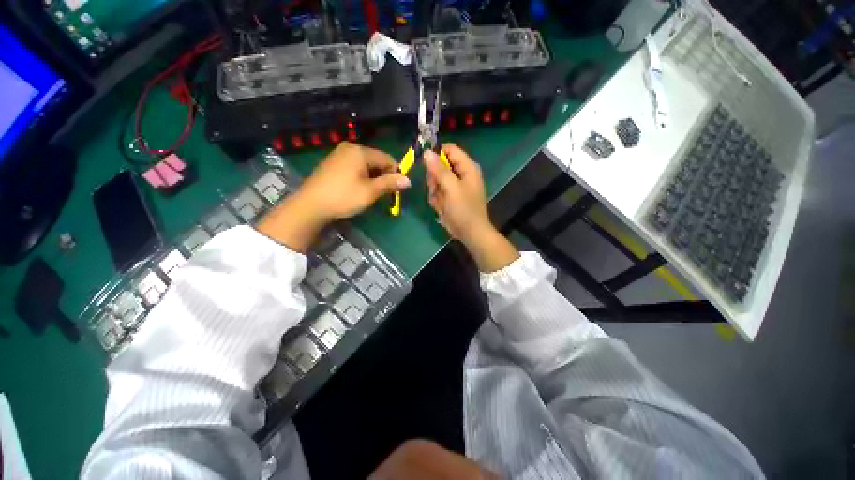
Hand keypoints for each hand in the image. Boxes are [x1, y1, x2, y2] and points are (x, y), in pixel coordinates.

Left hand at [258, 142, 410, 250]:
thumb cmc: (344, 197)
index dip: (395, 173)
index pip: (387, 158)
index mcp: (360, 151)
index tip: (397, 189)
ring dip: (373, 177)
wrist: (311, 205)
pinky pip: (354, 166)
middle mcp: (350, 148)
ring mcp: (339, 154)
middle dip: (383, 175)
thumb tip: (408, 180)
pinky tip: (358, 188)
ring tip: (372, 192)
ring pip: (365, 164)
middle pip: (376, 160)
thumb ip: (390, 183)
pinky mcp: (332, 163)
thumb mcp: (370, 192)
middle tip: (385, 193)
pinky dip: (361, 176)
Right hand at [425, 144, 517, 271]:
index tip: (426, 164)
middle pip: (440, 165)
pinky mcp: (451, 197)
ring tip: (441, 202)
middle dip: (434, 179)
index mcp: (467, 167)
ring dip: (435, 192)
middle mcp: (462, 174)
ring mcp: (455, 186)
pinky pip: (438, 192)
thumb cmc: (464, 210)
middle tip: (436, 188)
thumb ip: (439, 170)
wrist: (470, 233)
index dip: (436, 154)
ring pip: (436, 180)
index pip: (449, 149)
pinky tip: (441, 208)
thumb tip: (427, 152)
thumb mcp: (451, 188)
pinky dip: (437, 200)